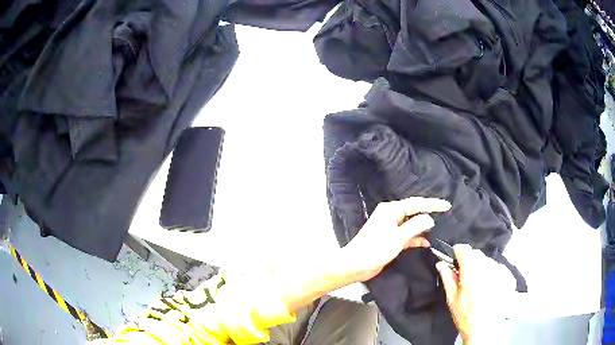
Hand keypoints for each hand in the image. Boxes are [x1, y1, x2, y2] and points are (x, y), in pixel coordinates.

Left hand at [343, 197, 450, 281]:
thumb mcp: (398, 237)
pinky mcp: (390, 239)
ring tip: (438, 228)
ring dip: (423, 227)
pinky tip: (426, 243)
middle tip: (445, 213)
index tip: (447, 206)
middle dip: (429, 212)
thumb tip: (429, 219)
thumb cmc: (375, 249)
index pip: (416, 203)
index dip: (433, 204)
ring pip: (411, 223)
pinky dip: (416, 238)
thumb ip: (416, 226)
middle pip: (414, 211)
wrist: (355, 265)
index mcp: (391, 210)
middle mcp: (391, 215)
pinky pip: (407, 235)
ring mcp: (390, 227)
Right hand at [436, 244, 515, 344]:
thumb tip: (441, 265)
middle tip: (466, 279)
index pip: (464, 249)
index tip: (456, 261)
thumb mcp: (452, 299)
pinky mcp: (509, 276)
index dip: (458, 254)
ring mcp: (500, 271)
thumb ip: (447, 278)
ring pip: (488, 261)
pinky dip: (494, 274)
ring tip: (479, 286)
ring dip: (482, 268)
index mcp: (471, 271)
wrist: (485, 329)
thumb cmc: (467, 317)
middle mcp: (488, 267)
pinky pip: (499, 268)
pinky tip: (490, 289)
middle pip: (477, 254)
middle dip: (470, 262)